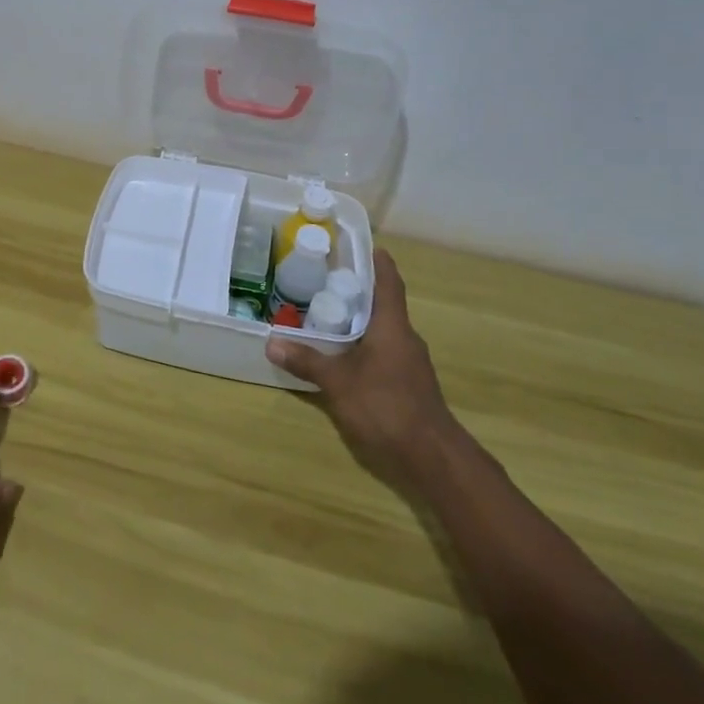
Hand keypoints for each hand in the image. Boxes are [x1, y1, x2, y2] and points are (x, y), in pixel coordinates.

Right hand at [265, 250, 463, 486]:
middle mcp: (405, 338)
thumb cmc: (386, 406)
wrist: (432, 457)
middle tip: (326, 280)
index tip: (363, 245)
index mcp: (392, 326)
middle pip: (383, 305)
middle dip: (358, 292)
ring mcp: (409, 363)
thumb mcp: (339, 383)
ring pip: (383, 331)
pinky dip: (364, 347)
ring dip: (360, 322)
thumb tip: (272, 342)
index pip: (389, 283)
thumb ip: (307, 361)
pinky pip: (383, 353)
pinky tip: (343, 357)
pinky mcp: (408, 385)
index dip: (378, 262)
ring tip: (327, 315)